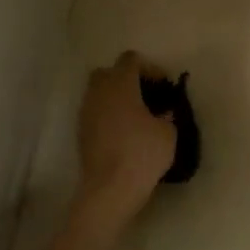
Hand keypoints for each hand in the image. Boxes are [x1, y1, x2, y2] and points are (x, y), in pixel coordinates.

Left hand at [75, 53, 176, 226]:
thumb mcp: (168, 132)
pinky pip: (95, 112)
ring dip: (116, 98)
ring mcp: (86, 112)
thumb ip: (167, 115)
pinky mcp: (81, 132)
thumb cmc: (142, 154)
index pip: (130, 59)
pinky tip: (124, 132)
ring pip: (99, 93)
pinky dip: (108, 115)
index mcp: (120, 85)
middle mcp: (99, 93)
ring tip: (137, 116)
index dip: (149, 67)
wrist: (110, 189)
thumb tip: (163, 112)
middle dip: (127, 79)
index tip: (163, 85)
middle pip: (108, 72)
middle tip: (146, 96)